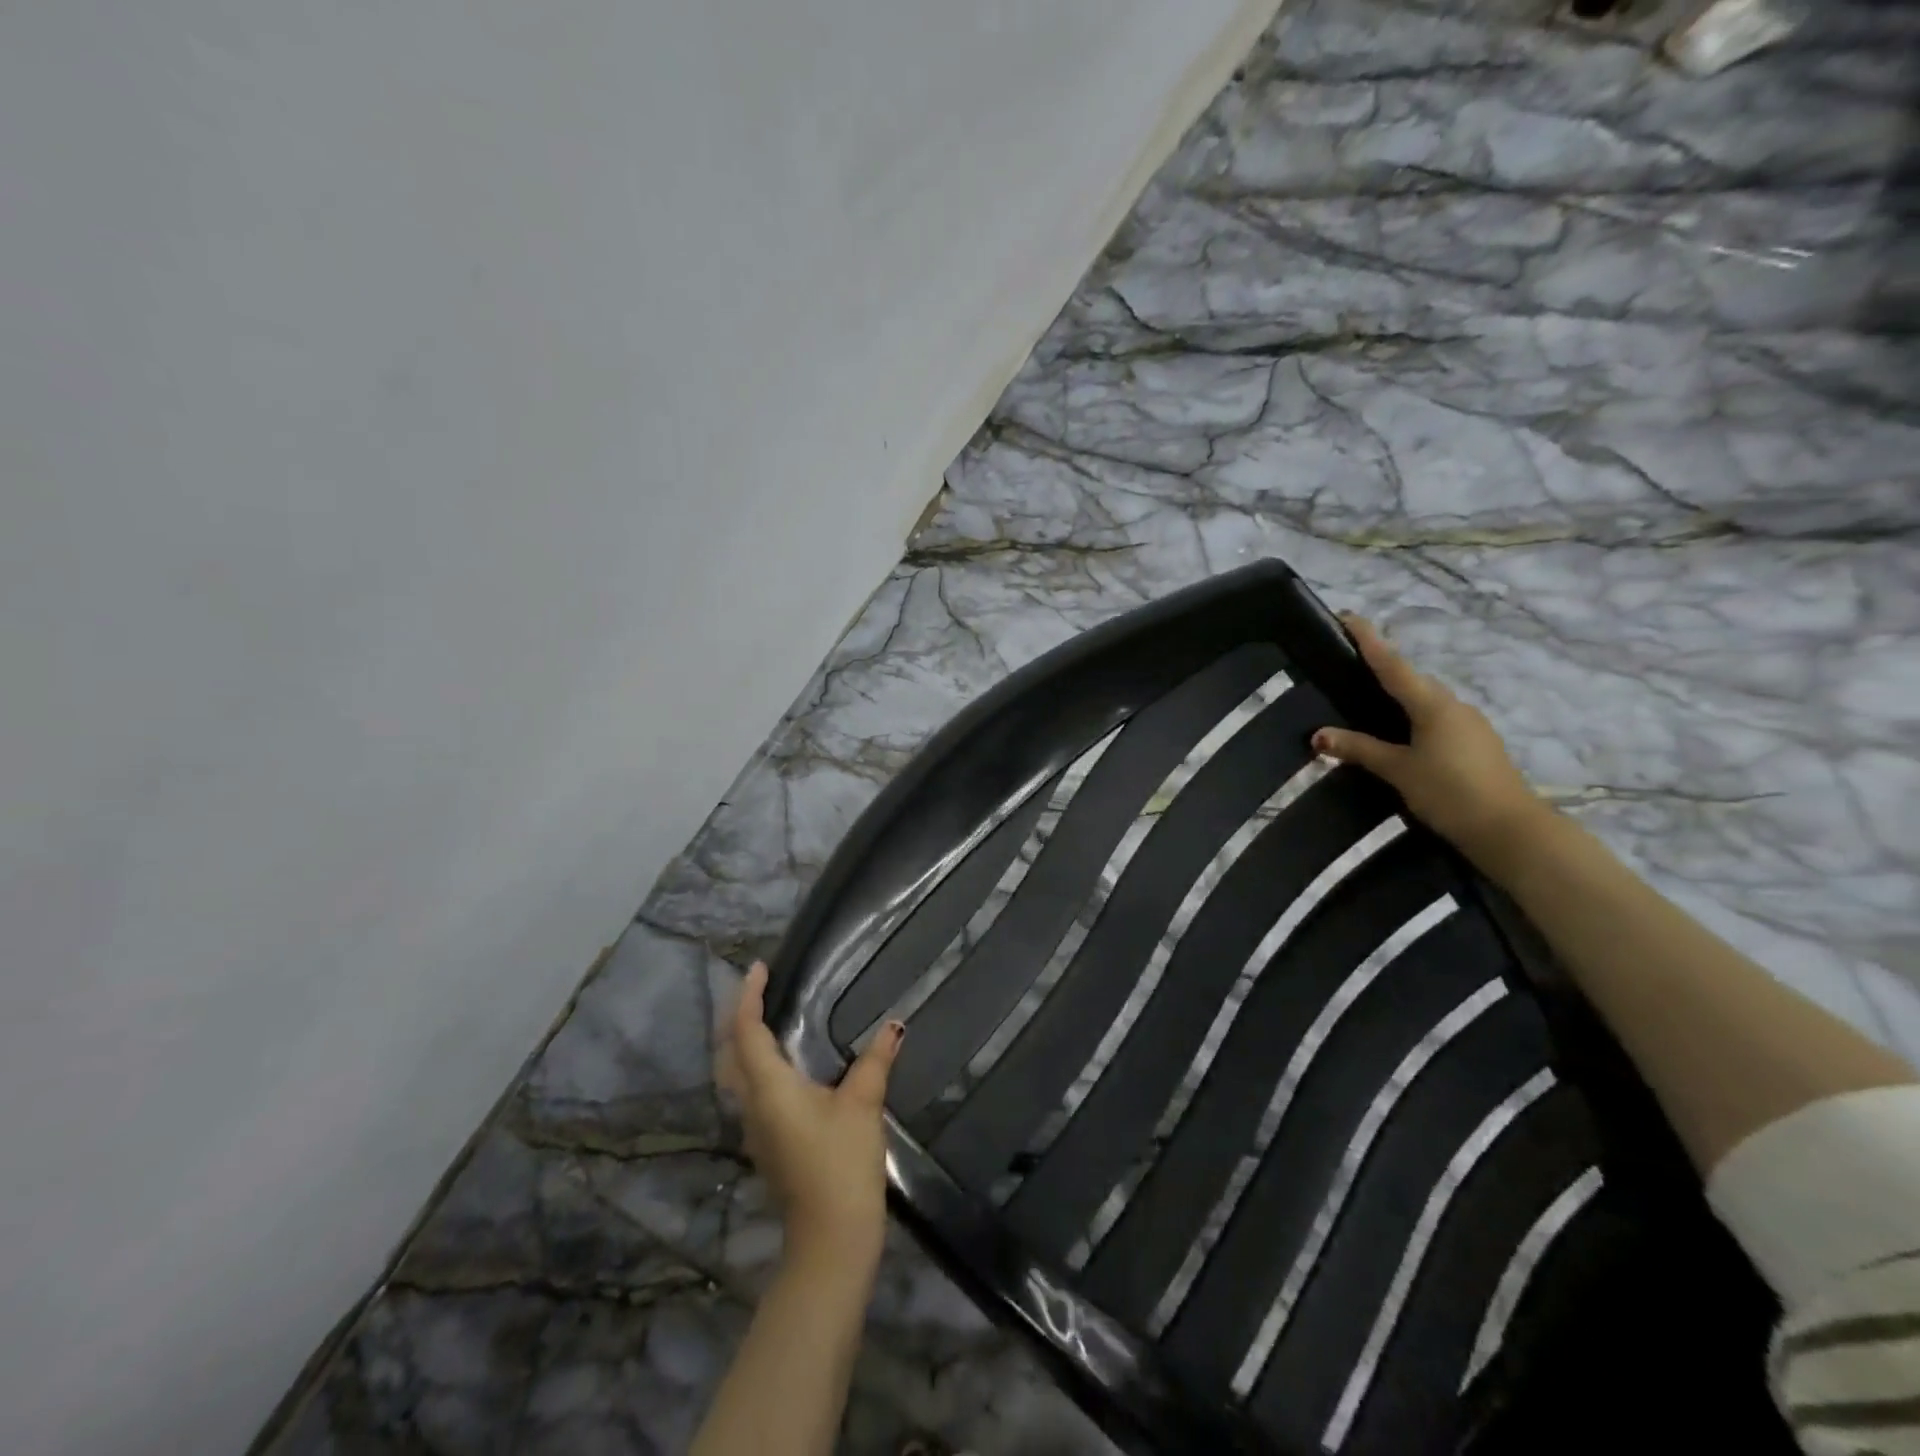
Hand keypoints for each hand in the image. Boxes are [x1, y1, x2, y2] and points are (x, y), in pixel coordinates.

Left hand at [720, 962, 903, 1276]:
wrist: (830, 1239)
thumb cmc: (842, 1165)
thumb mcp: (863, 1105)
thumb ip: (875, 1061)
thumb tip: (894, 1024)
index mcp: (769, 1088)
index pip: (747, 1031)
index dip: (749, 997)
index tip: (760, 968)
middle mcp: (752, 1104)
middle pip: (731, 1051)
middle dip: (739, 1015)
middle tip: (761, 987)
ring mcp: (755, 1127)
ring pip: (735, 1073)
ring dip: (744, 1040)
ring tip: (768, 1014)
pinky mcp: (766, 1142)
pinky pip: (749, 1090)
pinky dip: (755, 1063)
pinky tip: (782, 1060)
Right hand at [1312, 615, 1549, 868]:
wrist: (1510, 830)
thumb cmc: (1450, 792)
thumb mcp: (1398, 770)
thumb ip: (1358, 749)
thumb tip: (1318, 735)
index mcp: (1432, 704)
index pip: (1392, 663)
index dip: (1368, 639)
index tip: (1346, 616)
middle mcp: (1453, 705)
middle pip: (1410, 679)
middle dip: (1382, 668)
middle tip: (1348, 668)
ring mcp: (1469, 724)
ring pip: (1425, 701)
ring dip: (1398, 697)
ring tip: (1366, 704)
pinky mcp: (1475, 743)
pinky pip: (1435, 719)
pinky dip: (1412, 718)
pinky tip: (1397, 736)